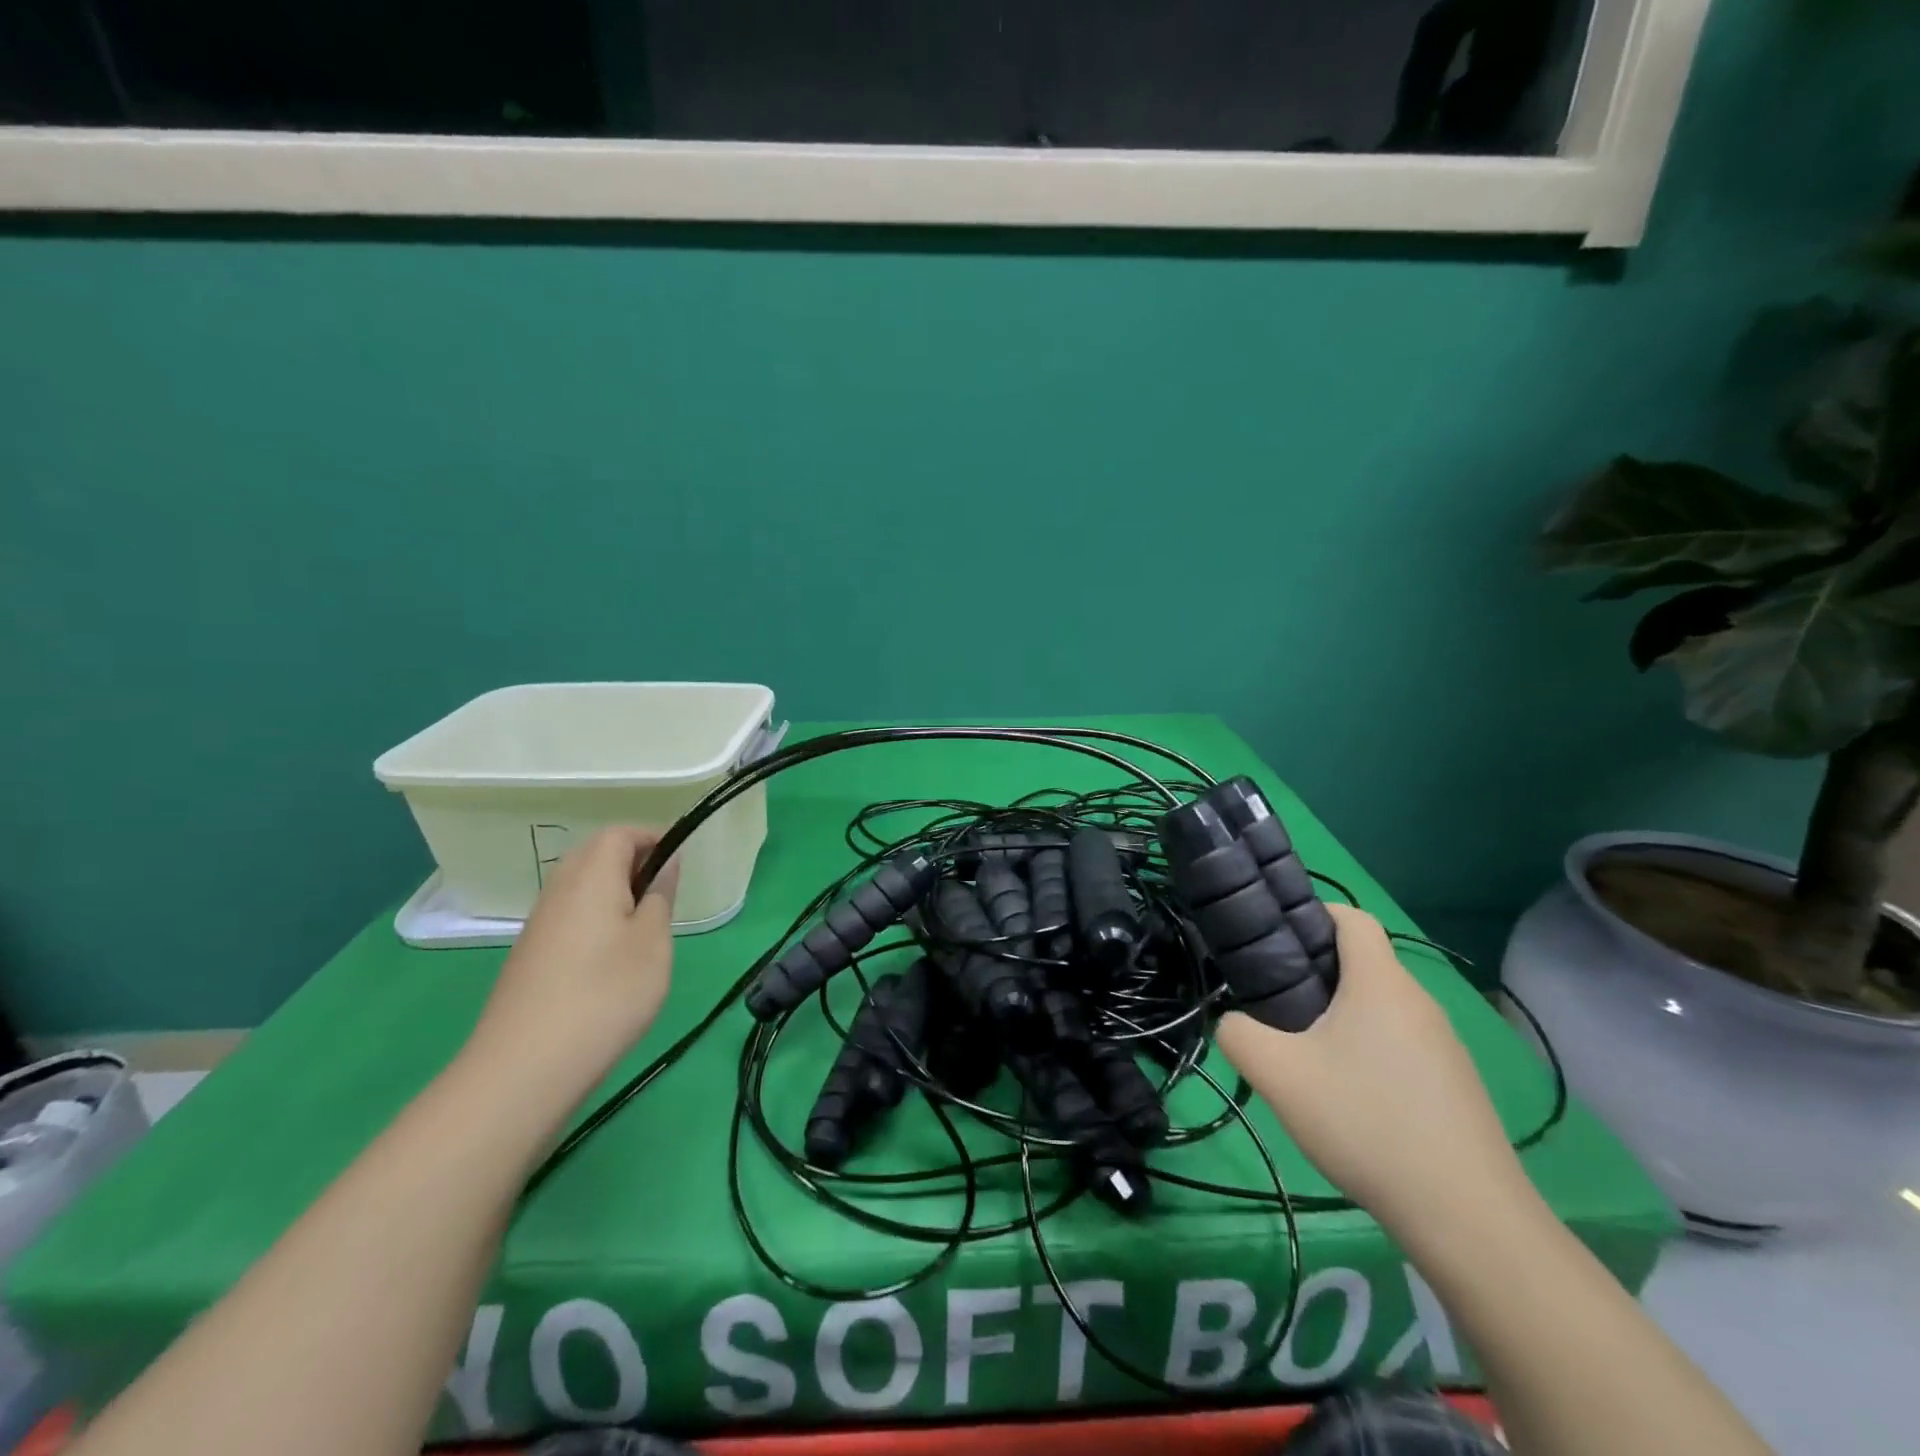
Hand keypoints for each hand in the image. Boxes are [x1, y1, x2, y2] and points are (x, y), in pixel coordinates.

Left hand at [468, 826, 678, 1084]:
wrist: (525, 1069)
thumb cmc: (606, 995)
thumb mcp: (653, 943)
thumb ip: (661, 896)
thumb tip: (666, 864)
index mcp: (591, 876)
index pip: (620, 833)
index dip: (653, 838)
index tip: (681, 862)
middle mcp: (558, 890)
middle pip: (596, 855)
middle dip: (634, 862)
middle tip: (665, 895)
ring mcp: (539, 924)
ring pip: (581, 887)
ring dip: (615, 893)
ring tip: (645, 929)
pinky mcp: (530, 955)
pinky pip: (569, 916)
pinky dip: (596, 919)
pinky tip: (612, 960)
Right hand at [1215, 904, 1528, 1235]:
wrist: (1466, 1217)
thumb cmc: (1365, 1123)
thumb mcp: (1278, 1075)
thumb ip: (1237, 1034)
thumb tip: (1231, 1022)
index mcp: (1380, 982)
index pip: (1351, 917)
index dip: (1312, 915)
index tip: (1274, 942)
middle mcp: (1418, 1001)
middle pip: (1363, 963)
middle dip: (1316, 973)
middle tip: (1276, 1006)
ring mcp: (1445, 1045)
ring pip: (1381, 1007)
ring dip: (1342, 1017)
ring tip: (1308, 1057)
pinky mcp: (1456, 1084)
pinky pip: (1402, 1044)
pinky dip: (1371, 1051)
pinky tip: (1352, 1099)